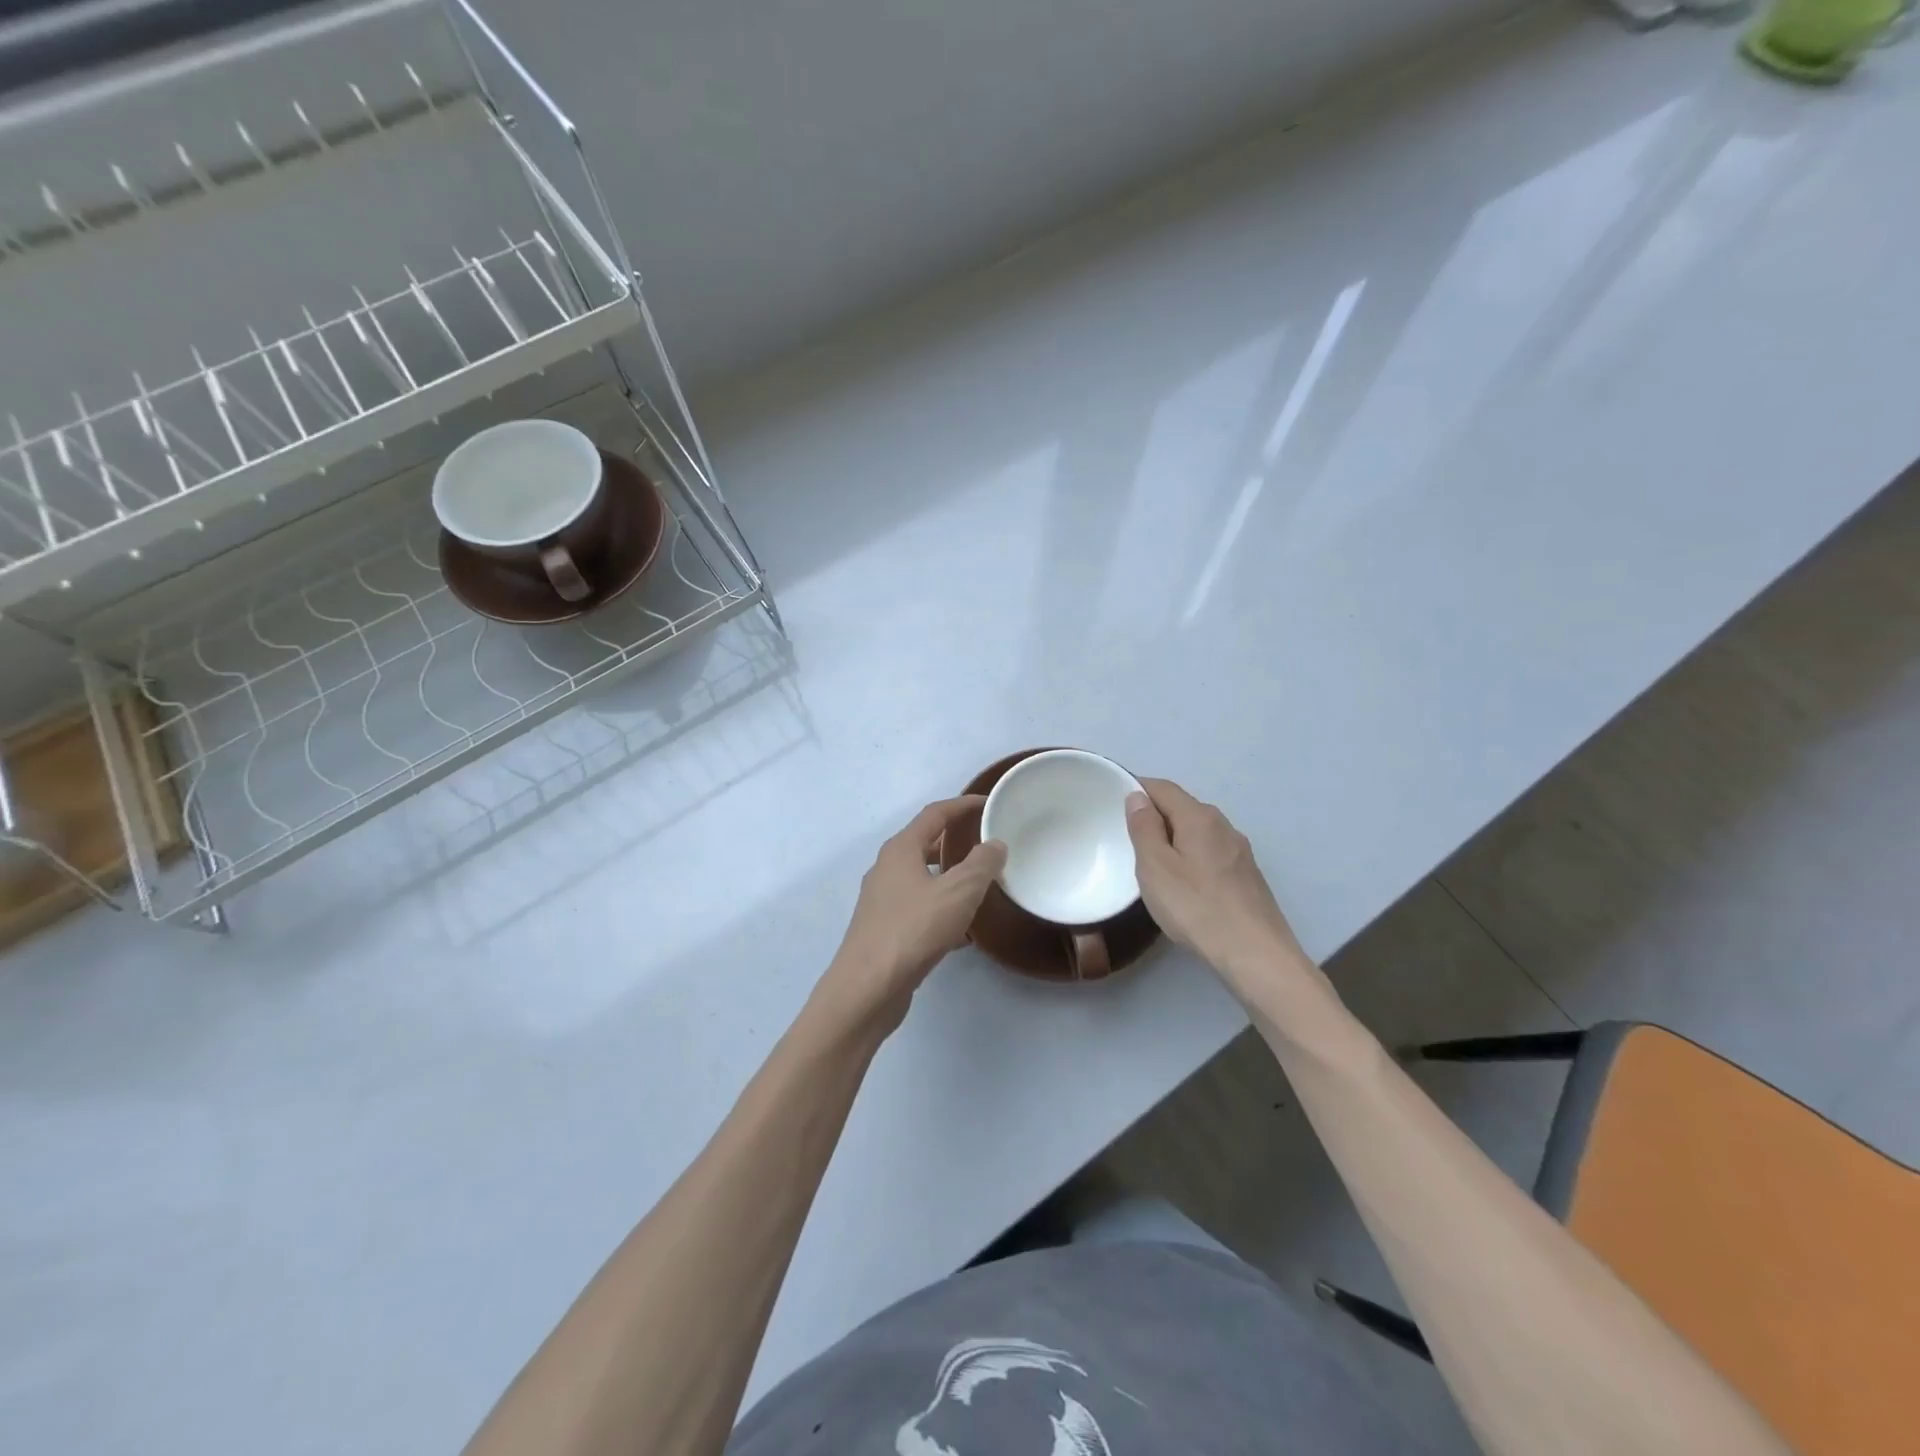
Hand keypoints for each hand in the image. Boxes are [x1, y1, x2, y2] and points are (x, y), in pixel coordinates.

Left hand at [814, 797, 1006, 1037]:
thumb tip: (994, 844)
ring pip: (923, 879)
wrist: (867, 988)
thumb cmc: (913, 930)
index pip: (935, 814)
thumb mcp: (958, 892)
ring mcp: (882, 901)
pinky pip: (919, 909)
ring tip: (981, 887)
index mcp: (901, 850)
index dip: (963, 805)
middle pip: (926, 844)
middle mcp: (886, 869)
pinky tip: (963, 933)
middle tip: (988, 845)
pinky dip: (942, 910)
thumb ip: (981, 864)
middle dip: (956, 842)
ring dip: (950, 879)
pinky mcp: (884, 930)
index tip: (990, 803)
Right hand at [1125, 778, 1308, 992]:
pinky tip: (1184, 882)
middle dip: (1155, 814)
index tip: (1113, 800)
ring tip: (1152, 860)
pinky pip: (1210, 852)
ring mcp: (1240, 851)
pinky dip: (1191, 855)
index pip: (1163, 788)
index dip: (1137, 788)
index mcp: (1199, 817)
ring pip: (1198, 831)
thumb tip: (1138, 797)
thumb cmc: (1196, 907)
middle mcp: (1224, 826)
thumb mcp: (1155, 867)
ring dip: (1174, 837)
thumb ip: (1144, 828)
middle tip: (1128, 835)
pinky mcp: (1247, 875)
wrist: (1255, 953)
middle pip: (1183, 807)